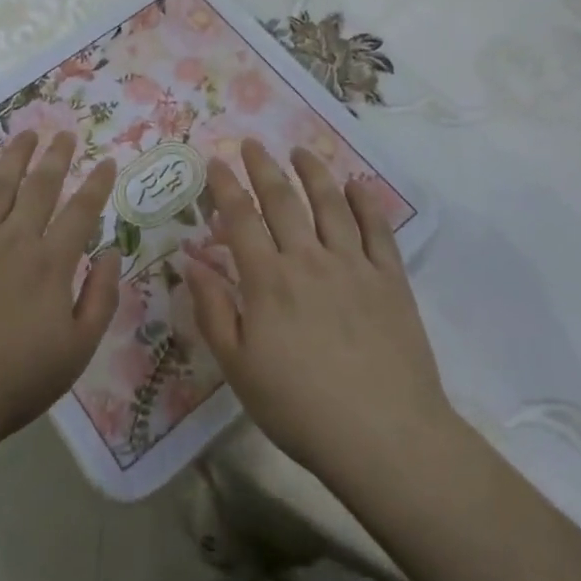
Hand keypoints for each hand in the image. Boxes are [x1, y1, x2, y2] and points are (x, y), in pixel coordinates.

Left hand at [0, 131, 119, 455]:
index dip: (97, 184)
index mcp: (50, 263)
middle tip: (65, 133)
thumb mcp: (77, 351)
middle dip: (56, 157)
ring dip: (14, 157)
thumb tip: (111, 252)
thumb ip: (100, 298)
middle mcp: (13, 240)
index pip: (81, 212)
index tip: (107, 161)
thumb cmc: (15, 382)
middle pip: (39, 187)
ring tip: (26, 133)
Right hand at [183, 140, 450, 491]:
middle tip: (252, 143)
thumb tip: (189, 262)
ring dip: (313, 172)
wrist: (384, 437)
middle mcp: (309, 259)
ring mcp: (354, 266)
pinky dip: (366, 202)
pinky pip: (378, 230)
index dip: (225, 187)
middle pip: (283, 200)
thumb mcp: (239, 368)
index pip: (240, 219)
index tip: (215, 161)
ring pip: (330, 204)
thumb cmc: (300, 408)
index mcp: (268, 280)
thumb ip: (213, 311)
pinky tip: (357, 185)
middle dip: (263, 167)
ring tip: (300, 151)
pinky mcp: (391, 280)